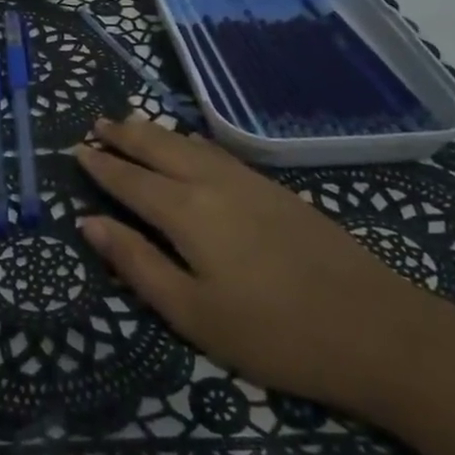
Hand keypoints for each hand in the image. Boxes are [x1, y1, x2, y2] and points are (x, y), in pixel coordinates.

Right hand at [76, 116, 454, 423]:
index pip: (130, 179)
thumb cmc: (274, 333)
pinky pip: (215, 151)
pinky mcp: (276, 189)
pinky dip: (188, 141)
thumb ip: (137, 264)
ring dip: (155, 131)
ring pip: (188, 143)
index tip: (77, 149)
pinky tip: (189, 147)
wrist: (378, 329)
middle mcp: (212, 182)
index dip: (101, 164)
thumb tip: (89, 223)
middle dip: (125, 134)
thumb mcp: (194, 314)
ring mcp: (248, 181)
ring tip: (132, 121)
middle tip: (98, 122)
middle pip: (158, 147)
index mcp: (186, 210)